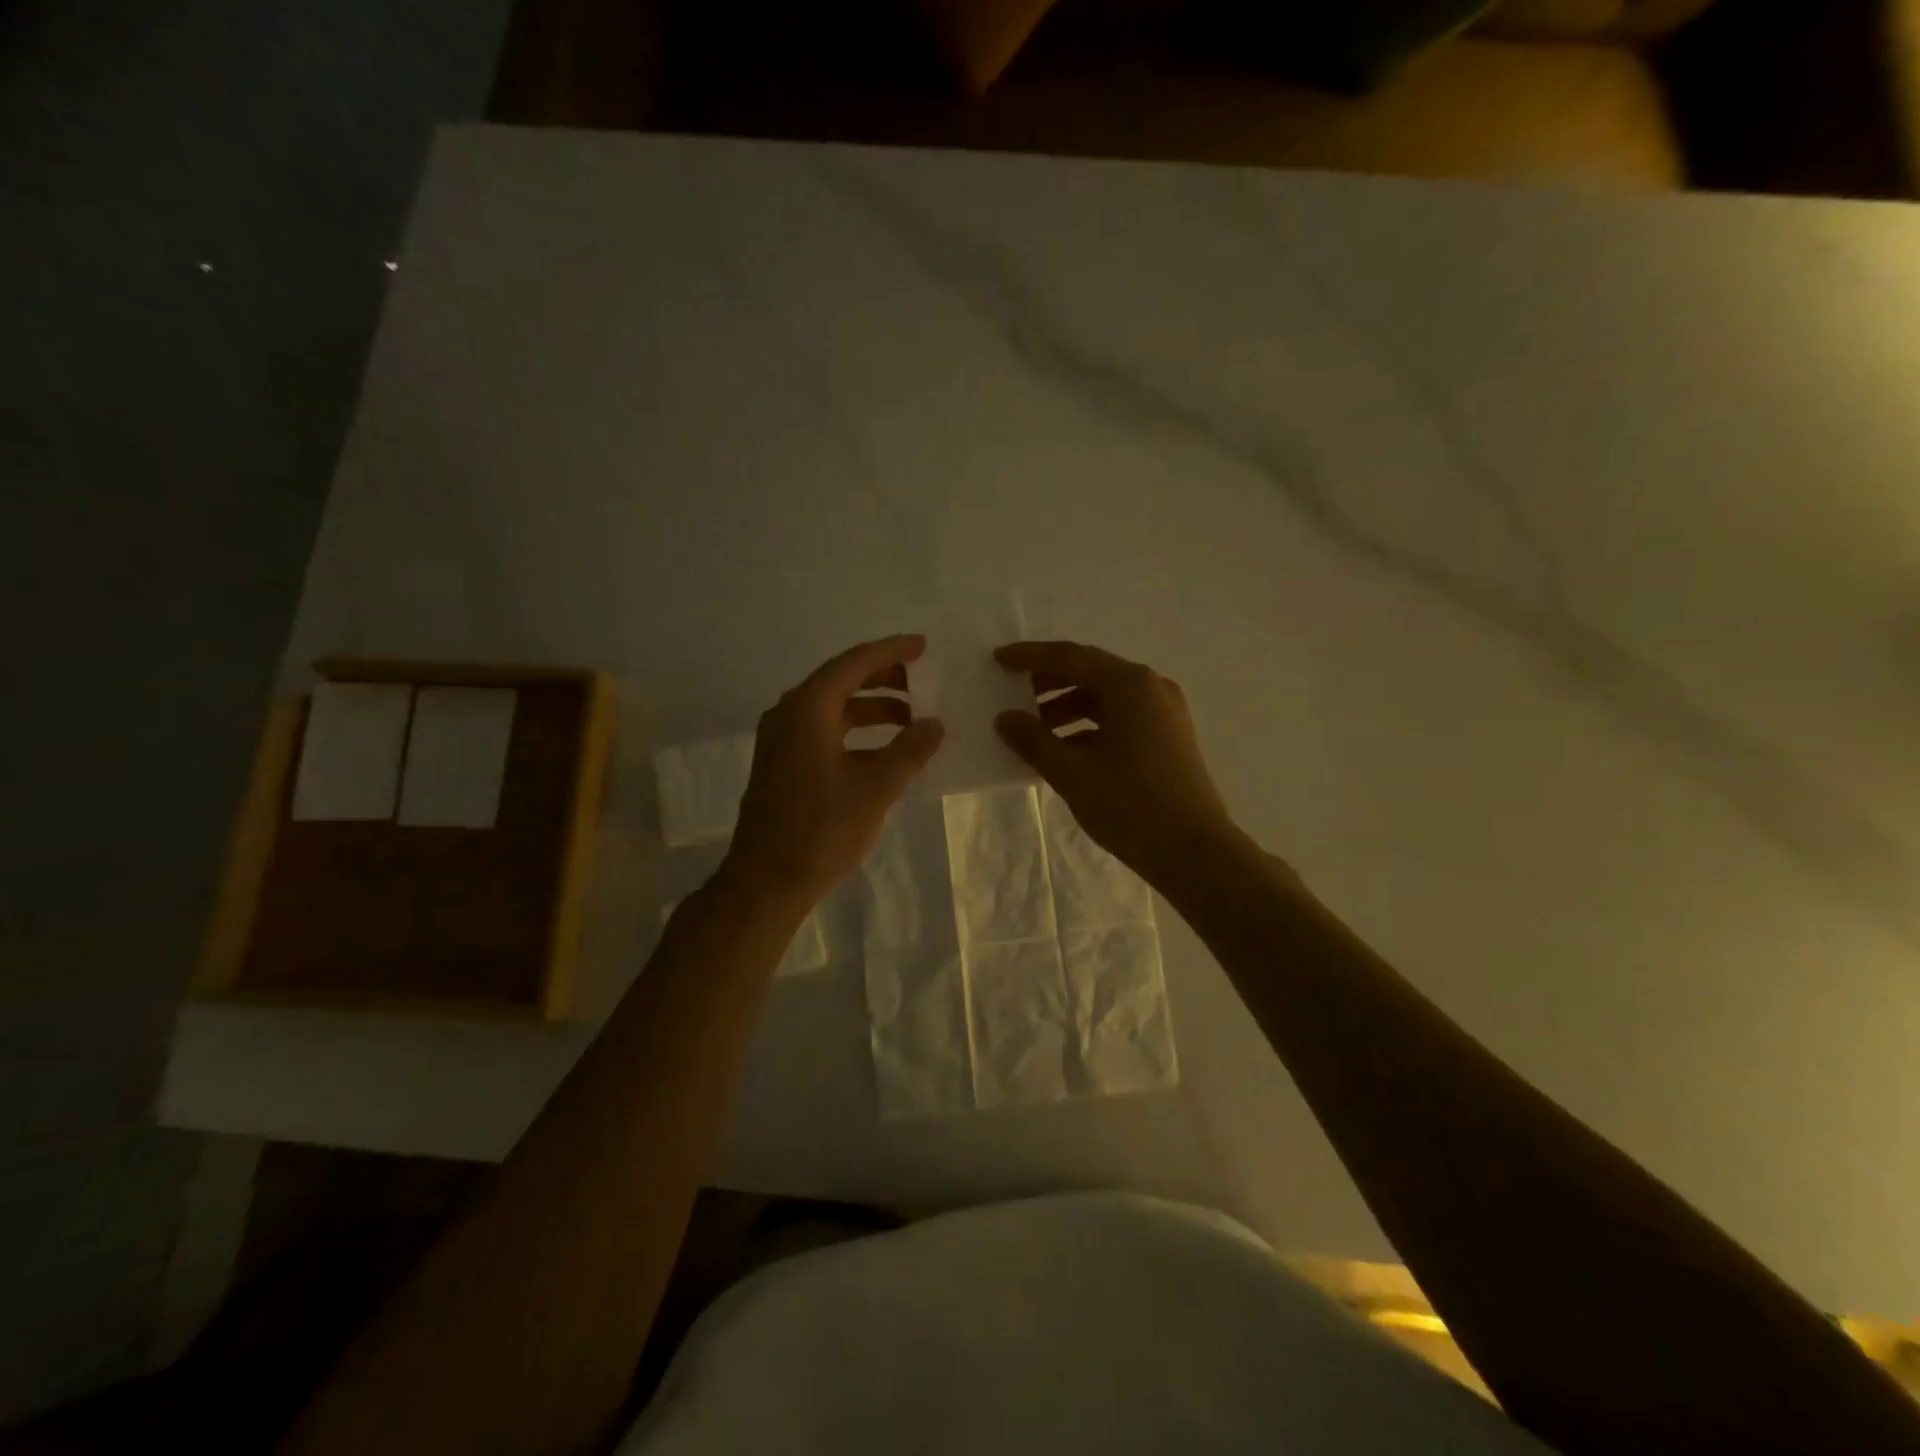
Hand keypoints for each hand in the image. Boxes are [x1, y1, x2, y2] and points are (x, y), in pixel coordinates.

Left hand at [724, 635, 944, 901]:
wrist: (766, 880)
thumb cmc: (822, 829)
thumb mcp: (876, 787)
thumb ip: (910, 750)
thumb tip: (935, 724)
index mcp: (808, 708)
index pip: (854, 663)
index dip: (891, 651)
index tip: (922, 647)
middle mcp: (789, 714)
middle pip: (840, 680)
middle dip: (883, 678)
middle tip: (921, 682)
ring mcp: (780, 739)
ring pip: (832, 707)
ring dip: (871, 707)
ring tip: (910, 718)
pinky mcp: (780, 763)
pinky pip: (822, 729)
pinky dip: (854, 730)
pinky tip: (881, 750)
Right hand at [994, 640, 1241, 888]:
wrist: (1195, 853)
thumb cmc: (1130, 805)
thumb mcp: (1071, 773)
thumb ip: (1033, 740)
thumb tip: (1004, 718)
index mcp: (1129, 685)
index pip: (1070, 657)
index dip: (1031, 657)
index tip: (998, 660)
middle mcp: (1150, 688)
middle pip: (1090, 672)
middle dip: (1049, 682)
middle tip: (1013, 694)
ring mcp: (1164, 713)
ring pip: (1106, 697)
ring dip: (1068, 707)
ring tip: (1034, 730)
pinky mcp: (1168, 737)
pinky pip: (1121, 718)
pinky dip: (1090, 726)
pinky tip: (1065, 750)